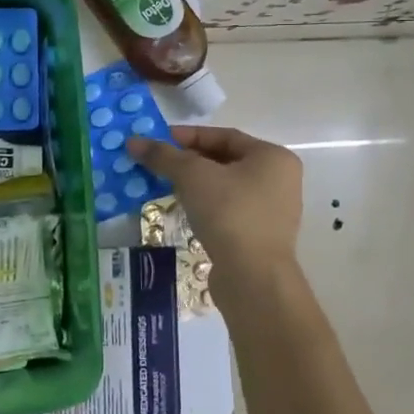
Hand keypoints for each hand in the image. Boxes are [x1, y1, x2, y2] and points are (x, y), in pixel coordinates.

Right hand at [128, 126, 304, 302]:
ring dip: (195, 184)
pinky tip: (184, 210)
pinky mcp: (260, 236)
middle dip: (189, 160)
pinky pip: (228, 210)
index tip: (157, 140)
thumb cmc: (229, 213)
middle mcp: (279, 180)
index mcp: (272, 157)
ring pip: (226, 186)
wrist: (253, 277)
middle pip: (225, 160)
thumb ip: (163, 156)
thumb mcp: (192, 176)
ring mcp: (272, 211)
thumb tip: (133, 141)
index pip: (224, 136)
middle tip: (158, 163)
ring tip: (164, 185)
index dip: (187, 135)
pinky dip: (205, 205)